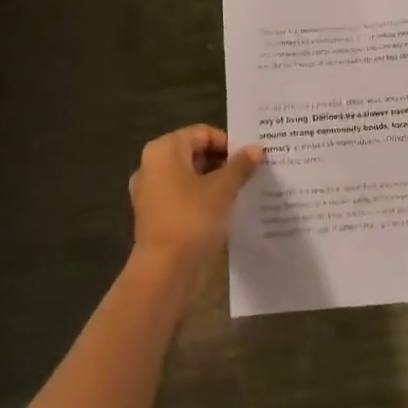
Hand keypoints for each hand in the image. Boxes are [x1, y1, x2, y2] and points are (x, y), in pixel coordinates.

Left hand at [129, 125, 263, 275]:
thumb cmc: (192, 219)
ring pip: (189, 177)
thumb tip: (257, 149)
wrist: (163, 274)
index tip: (251, 158)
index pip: (202, 134)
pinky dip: (201, 199)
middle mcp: (152, 165)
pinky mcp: (154, 216)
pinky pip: (182, 197)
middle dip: (222, 163)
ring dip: (214, 182)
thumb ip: (240, 166)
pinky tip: (224, 211)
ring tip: (241, 191)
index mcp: (164, 150)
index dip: (228, 143)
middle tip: (250, 173)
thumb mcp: (222, 189)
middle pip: (194, 153)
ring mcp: (150, 192)